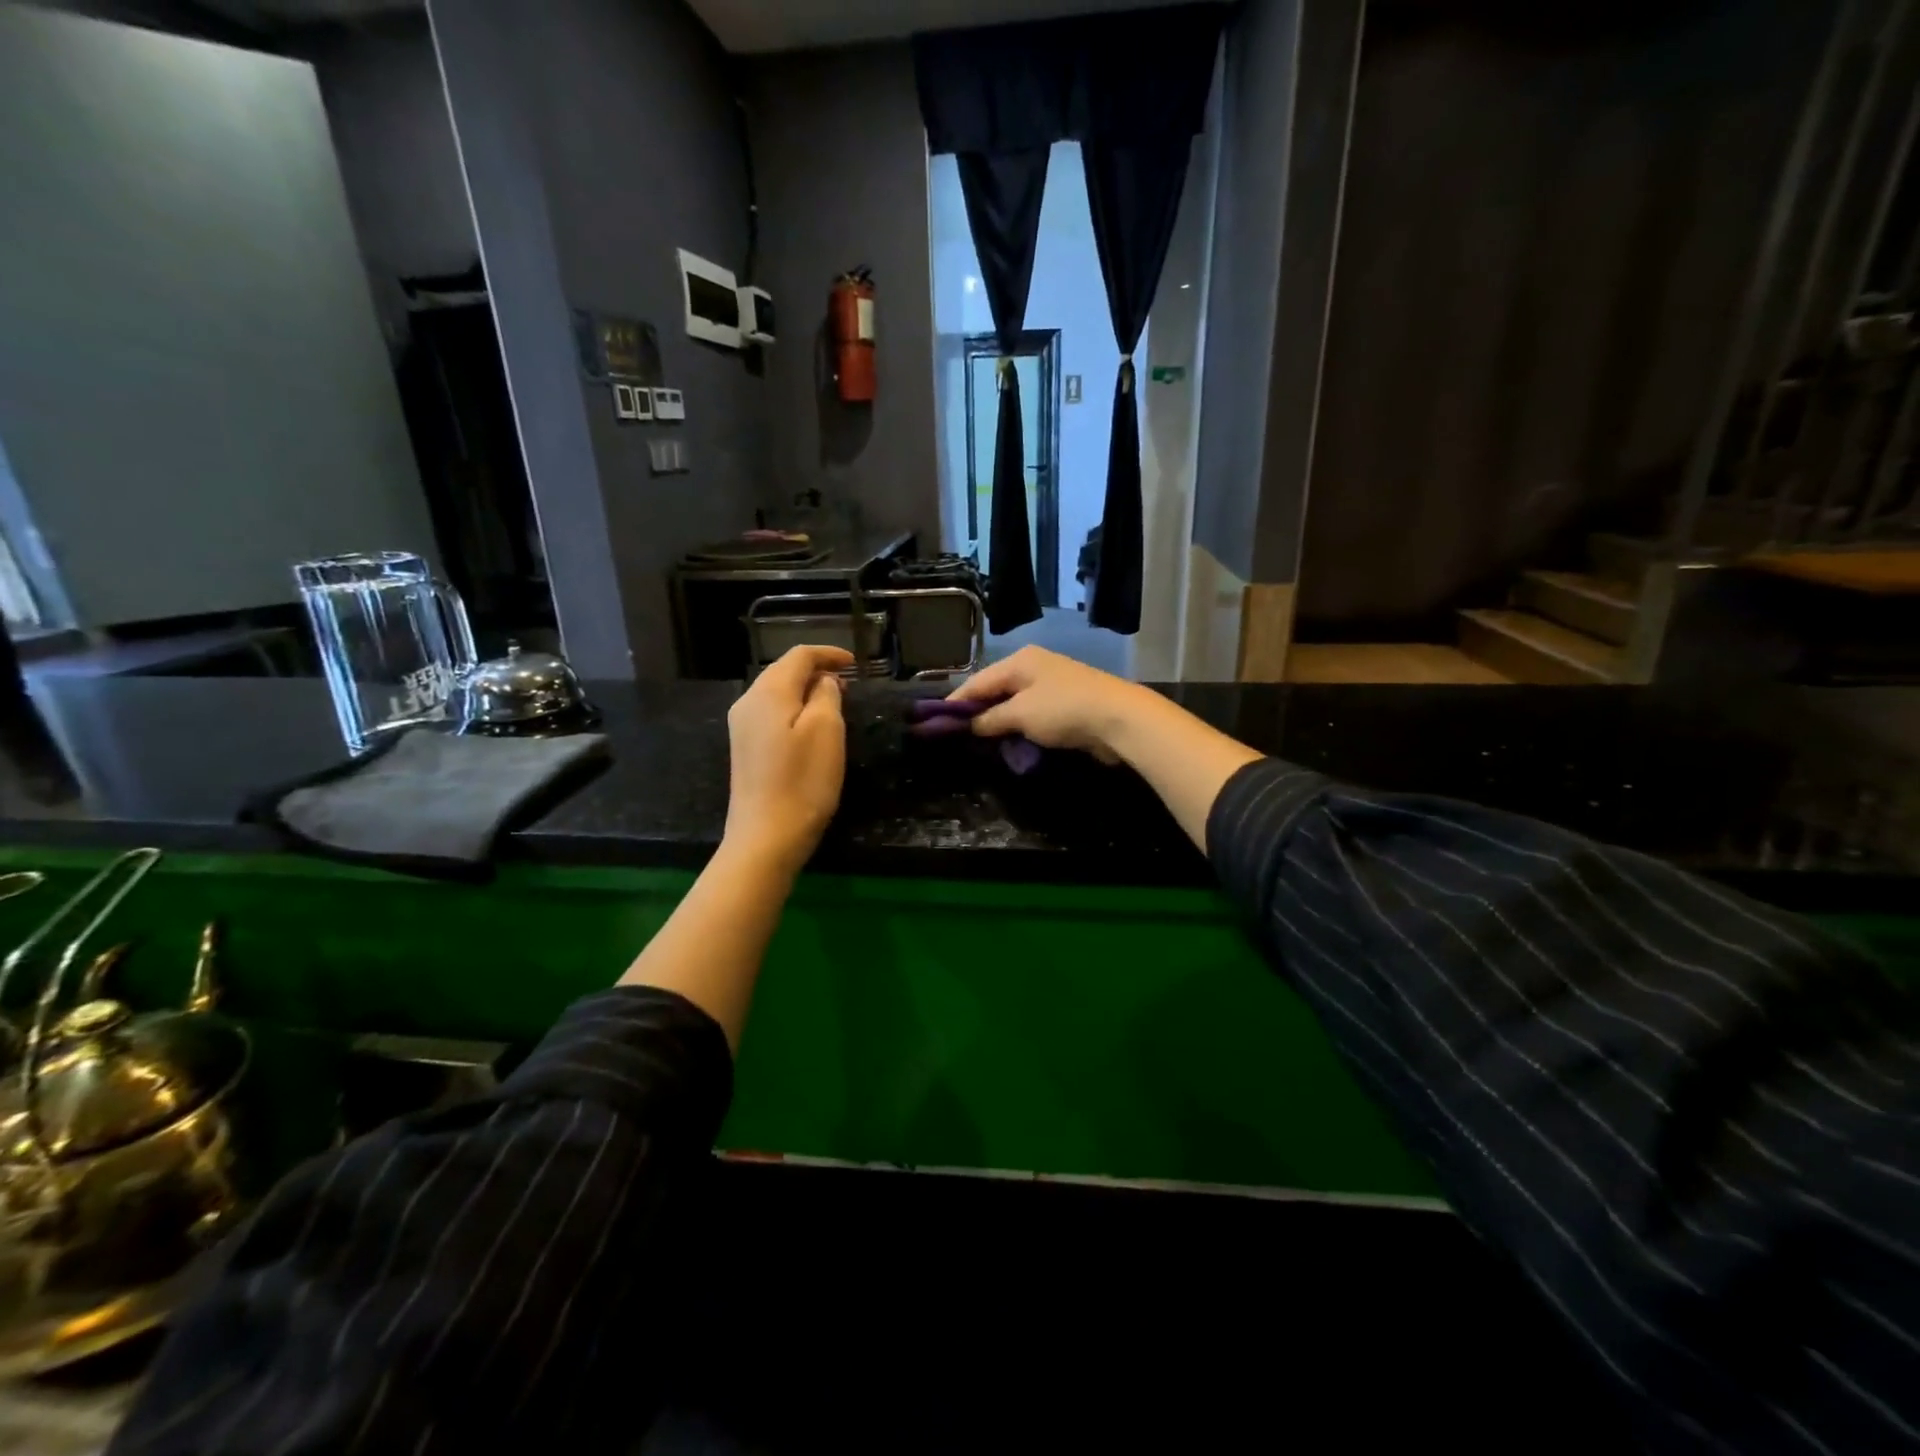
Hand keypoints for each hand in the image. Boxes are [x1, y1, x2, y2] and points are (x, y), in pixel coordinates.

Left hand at [724, 644, 853, 869]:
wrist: (765, 837)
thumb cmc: (802, 781)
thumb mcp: (826, 730)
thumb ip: (826, 694)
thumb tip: (824, 681)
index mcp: (768, 691)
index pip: (799, 655)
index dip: (829, 654)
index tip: (856, 664)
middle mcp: (748, 701)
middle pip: (784, 671)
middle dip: (817, 671)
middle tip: (849, 685)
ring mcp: (742, 727)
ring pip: (777, 693)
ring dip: (806, 691)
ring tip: (835, 703)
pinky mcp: (745, 749)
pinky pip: (771, 714)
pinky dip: (794, 710)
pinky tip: (811, 727)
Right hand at [945, 646, 1154, 763]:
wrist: (1119, 719)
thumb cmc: (1063, 710)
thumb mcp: (1020, 714)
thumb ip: (990, 719)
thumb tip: (968, 725)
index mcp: (1020, 661)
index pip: (978, 681)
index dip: (956, 702)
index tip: (935, 722)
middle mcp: (1034, 667)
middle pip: (996, 691)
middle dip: (977, 713)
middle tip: (956, 736)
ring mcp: (1052, 686)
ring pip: (1014, 705)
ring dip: (999, 724)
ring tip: (979, 744)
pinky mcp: (1067, 706)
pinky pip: (1033, 716)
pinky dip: (1020, 728)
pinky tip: (1010, 744)